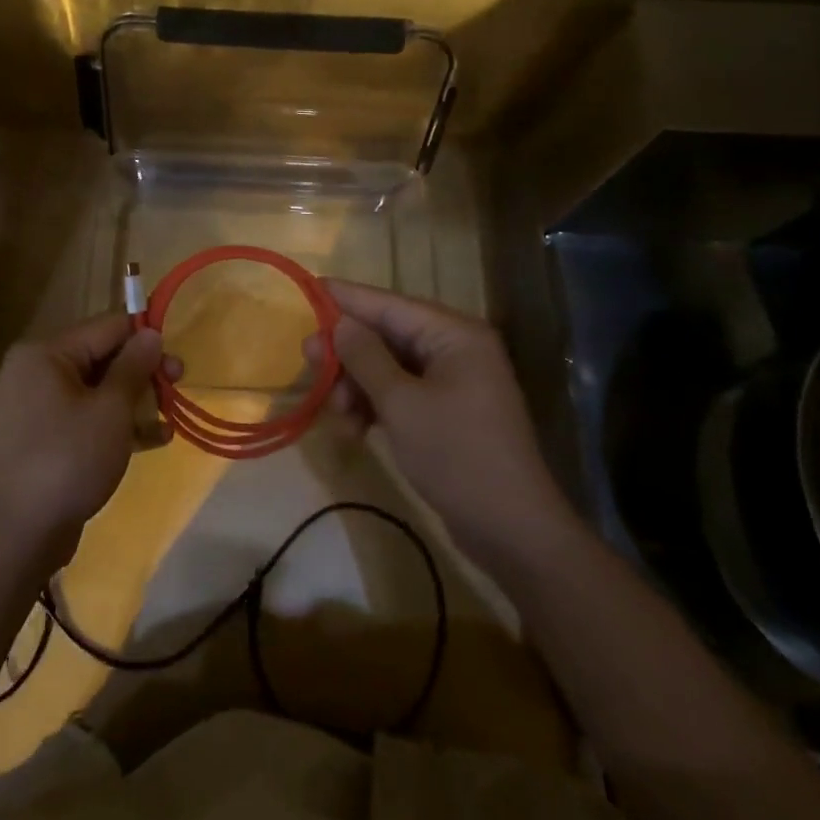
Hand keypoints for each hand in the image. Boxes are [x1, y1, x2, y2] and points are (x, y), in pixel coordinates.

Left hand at [0, 314, 170, 564]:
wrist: (18, 534)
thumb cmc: (68, 458)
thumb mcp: (111, 409)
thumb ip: (134, 366)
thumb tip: (150, 332)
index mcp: (45, 353)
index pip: (106, 327)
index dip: (144, 338)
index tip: (175, 359)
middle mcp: (35, 372)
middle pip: (101, 358)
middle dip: (142, 373)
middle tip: (178, 386)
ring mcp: (34, 408)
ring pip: (95, 391)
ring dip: (134, 402)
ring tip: (168, 421)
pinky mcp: (40, 441)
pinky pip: (83, 419)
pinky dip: (114, 425)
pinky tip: (151, 441)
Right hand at [310, 279, 578, 566]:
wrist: (513, 531)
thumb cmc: (456, 455)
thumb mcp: (401, 404)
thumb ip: (365, 357)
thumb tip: (338, 322)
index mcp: (454, 334)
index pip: (389, 304)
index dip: (347, 298)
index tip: (309, 287)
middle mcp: (455, 349)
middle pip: (387, 335)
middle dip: (347, 351)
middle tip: (307, 359)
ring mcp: (452, 382)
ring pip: (388, 366)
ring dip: (357, 385)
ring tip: (335, 412)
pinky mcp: (446, 412)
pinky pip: (400, 393)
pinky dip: (375, 405)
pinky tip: (354, 429)